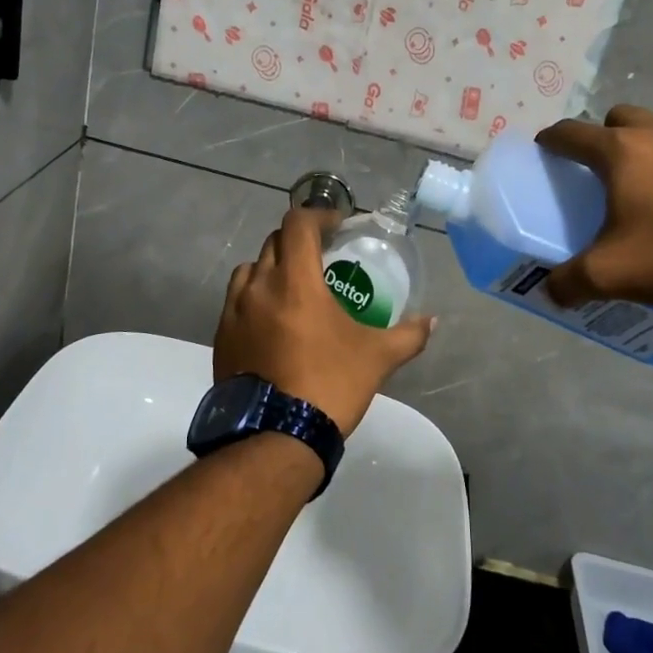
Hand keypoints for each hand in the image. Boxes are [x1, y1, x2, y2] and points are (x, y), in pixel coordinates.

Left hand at [215, 206, 434, 436]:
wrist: (276, 436)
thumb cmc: (330, 385)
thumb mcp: (377, 358)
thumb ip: (408, 334)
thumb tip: (432, 321)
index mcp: (294, 281)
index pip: (298, 224)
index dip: (318, 216)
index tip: (336, 227)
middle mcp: (258, 287)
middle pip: (273, 243)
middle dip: (298, 242)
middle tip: (321, 257)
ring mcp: (233, 312)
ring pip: (249, 270)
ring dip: (271, 268)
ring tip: (292, 289)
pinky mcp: (221, 337)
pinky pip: (236, 302)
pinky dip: (254, 298)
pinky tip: (272, 323)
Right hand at [535, 105, 652, 307]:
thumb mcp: (611, 275)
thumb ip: (569, 282)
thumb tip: (550, 290)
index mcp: (621, 152)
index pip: (571, 132)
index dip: (551, 139)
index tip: (544, 150)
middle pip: (620, 118)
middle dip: (605, 137)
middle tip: (605, 173)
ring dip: (651, 149)